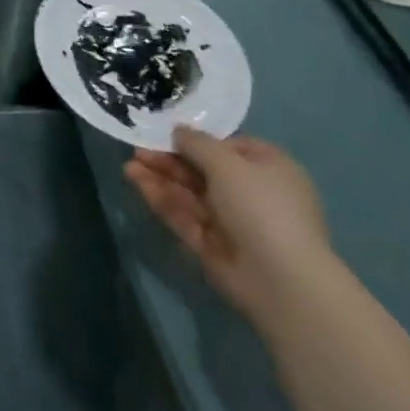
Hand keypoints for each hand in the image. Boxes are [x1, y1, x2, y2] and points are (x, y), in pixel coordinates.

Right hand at [126, 128, 332, 324]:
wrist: (281, 280)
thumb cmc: (261, 206)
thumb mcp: (228, 163)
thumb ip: (197, 143)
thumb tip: (178, 131)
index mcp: (267, 169)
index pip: (227, 148)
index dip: (196, 139)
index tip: (165, 132)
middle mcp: (249, 193)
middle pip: (202, 170)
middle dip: (169, 159)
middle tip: (137, 149)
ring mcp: (230, 222)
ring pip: (189, 193)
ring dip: (160, 177)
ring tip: (129, 166)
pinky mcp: (212, 246)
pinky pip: (184, 216)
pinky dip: (161, 199)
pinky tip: (137, 183)